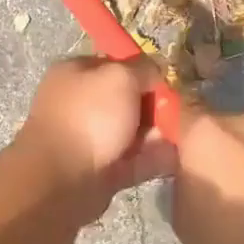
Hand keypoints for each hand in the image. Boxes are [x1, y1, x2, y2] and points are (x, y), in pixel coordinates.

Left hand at [12, 57, 177, 220]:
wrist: (62, 179)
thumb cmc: (89, 116)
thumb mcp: (120, 77)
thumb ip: (143, 69)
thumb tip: (157, 70)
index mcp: (75, 73)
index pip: (116, 64)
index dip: (144, 71)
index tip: (169, 81)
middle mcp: (79, 103)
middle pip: (127, 99)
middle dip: (154, 106)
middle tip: (180, 112)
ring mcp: (88, 138)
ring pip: (132, 131)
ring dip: (157, 133)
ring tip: (181, 136)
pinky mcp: (100, 169)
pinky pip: (134, 160)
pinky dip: (153, 158)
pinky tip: (176, 157)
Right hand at [172, 104, 243, 243]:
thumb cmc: (235, 242)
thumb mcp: (184, 221)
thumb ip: (182, 187)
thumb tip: (191, 179)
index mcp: (206, 131)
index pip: (176, 111)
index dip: (172, 133)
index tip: (169, 159)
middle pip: (220, 129)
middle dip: (215, 153)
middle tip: (214, 192)